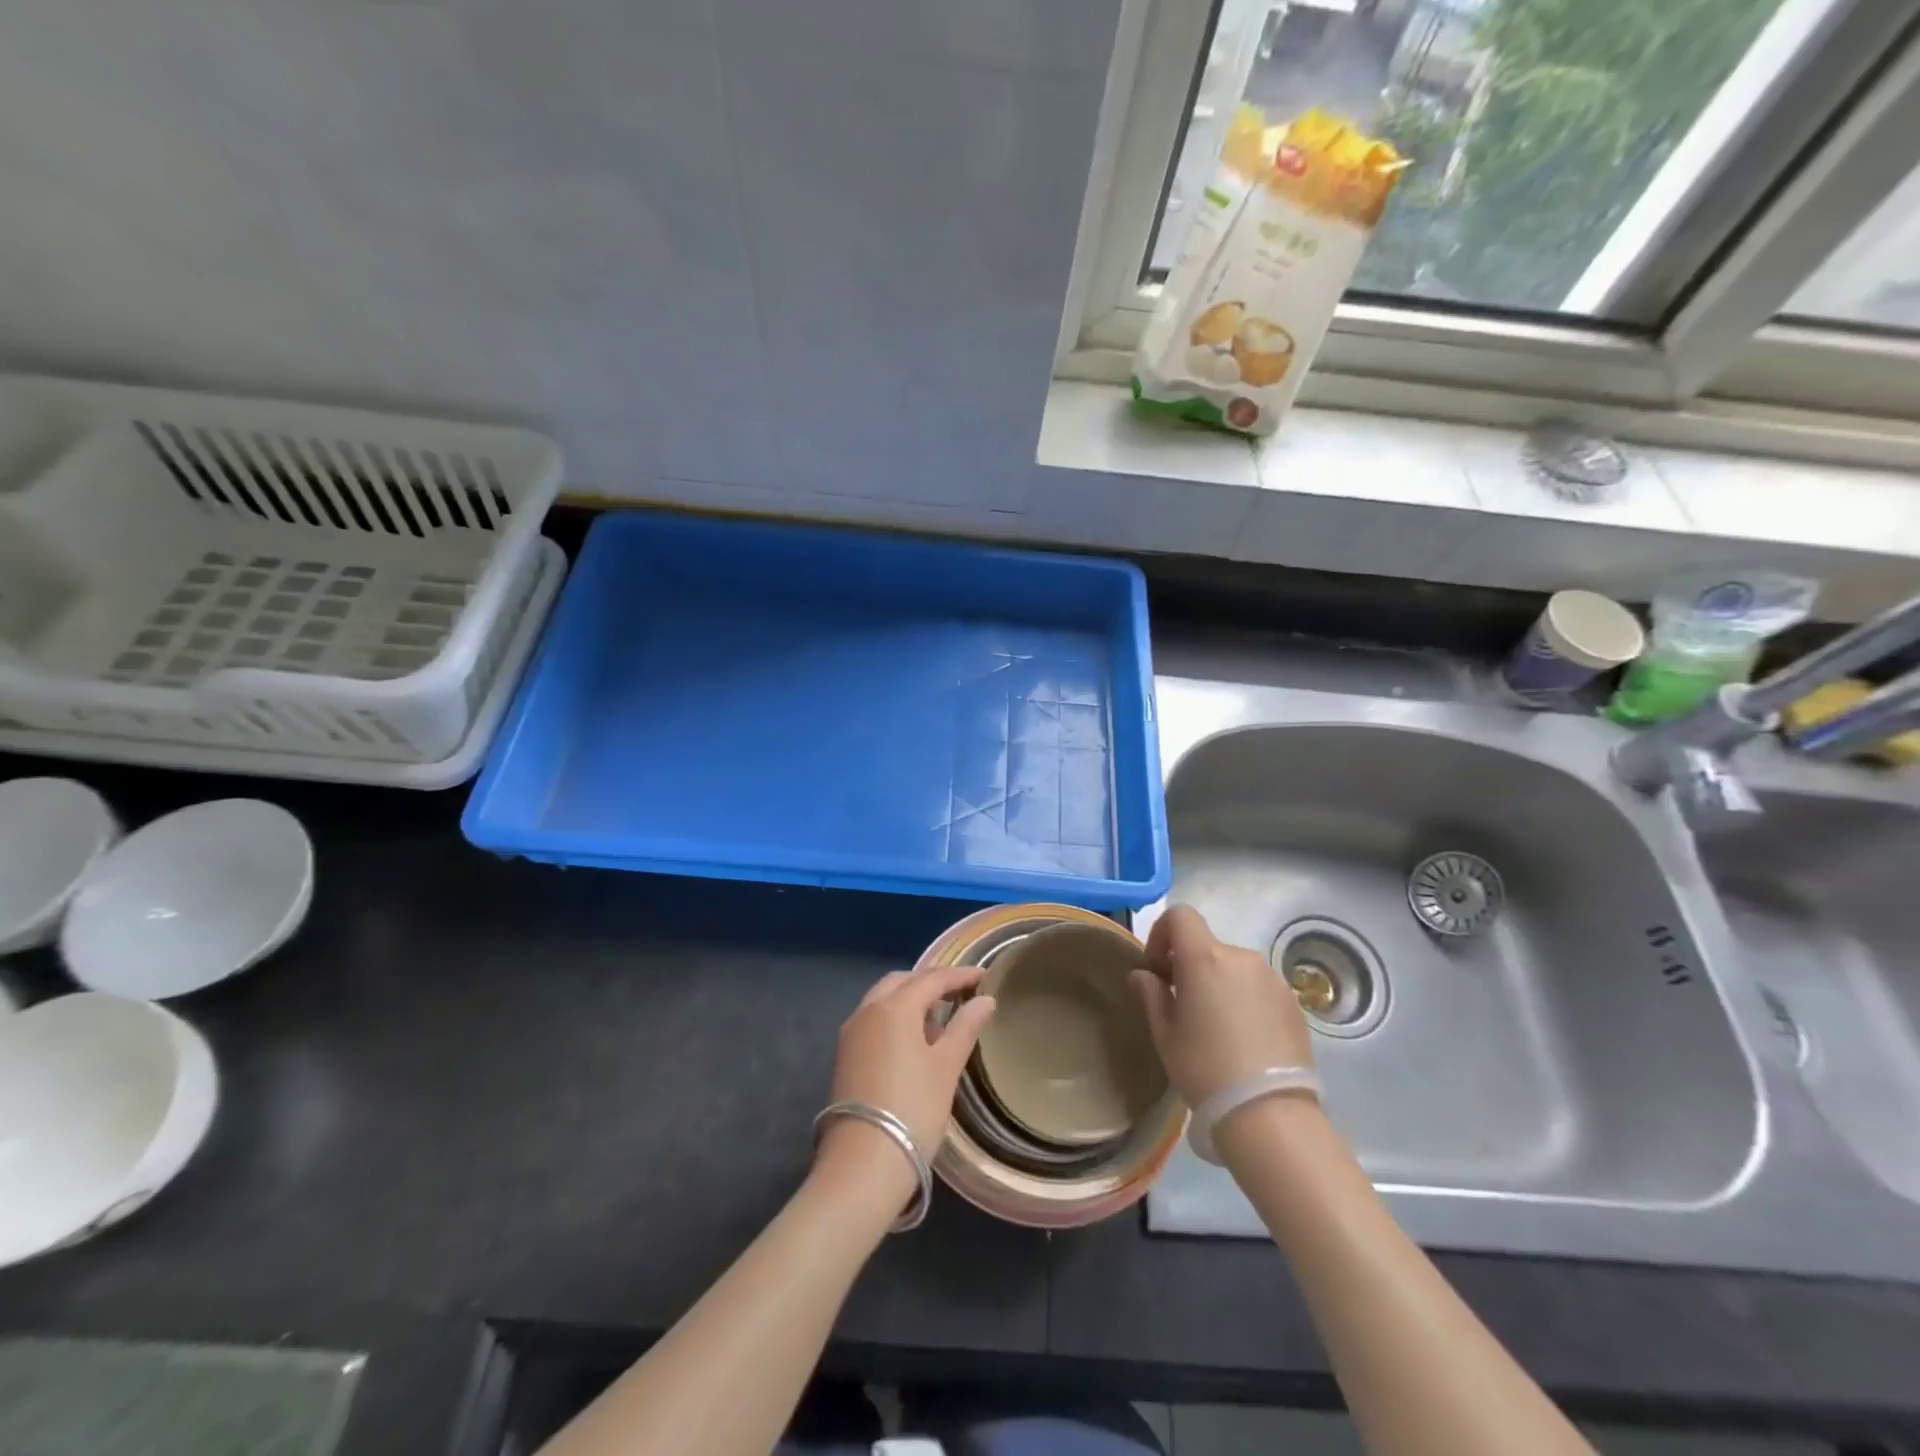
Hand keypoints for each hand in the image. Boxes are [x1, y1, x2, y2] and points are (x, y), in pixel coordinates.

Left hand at [815, 966, 995, 1200]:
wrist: (863, 1164)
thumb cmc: (913, 1109)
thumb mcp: (946, 1067)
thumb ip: (965, 1027)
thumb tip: (985, 1000)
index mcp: (894, 1007)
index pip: (931, 979)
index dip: (959, 976)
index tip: (984, 976)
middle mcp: (867, 1010)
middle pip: (902, 982)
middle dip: (930, 982)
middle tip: (959, 993)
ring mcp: (851, 1033)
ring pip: (883, 999)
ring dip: (910, 999)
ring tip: (940, 1017)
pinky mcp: (845, 1055)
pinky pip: (873, 1019)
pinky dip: (895, 1017)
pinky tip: (914, 1039)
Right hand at [1130, 904, 1314, 1107]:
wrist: (1269, 1113)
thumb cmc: (1205, 1068)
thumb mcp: (1165, 1034)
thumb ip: (1151, 995)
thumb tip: (1143, 975)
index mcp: (1205, 958)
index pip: (1180, 916)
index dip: (1162, 933)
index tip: (1158, 969)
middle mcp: (1242, 957)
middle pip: (1208, 946)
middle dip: (1190, 967)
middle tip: (1183, 1007)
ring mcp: (1273, 979)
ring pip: (1235, 968)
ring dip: (1220, 984)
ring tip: (1217, 1028)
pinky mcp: (1293, 1003)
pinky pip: (1259, 988)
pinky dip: (1245, 1000)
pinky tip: (1244, 1040)